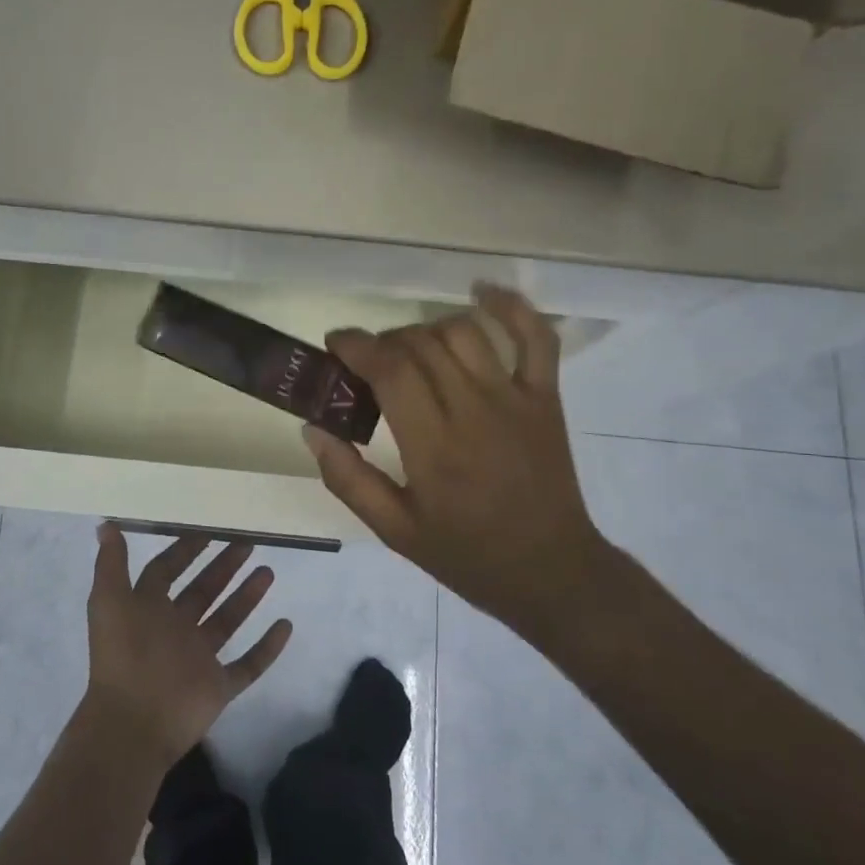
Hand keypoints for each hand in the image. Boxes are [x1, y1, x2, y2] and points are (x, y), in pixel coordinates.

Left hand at [82, 526, 293, 767]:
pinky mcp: (218, 686)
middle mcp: (174, 630)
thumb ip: (112, 563)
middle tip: (248, 543)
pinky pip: (248, 664)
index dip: (184, 550)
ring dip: (246, 597)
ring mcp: (198, 659)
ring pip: (227, 621)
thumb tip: (107, 524)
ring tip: (268, 572)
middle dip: (223, 567)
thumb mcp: (110, 600)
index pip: (166, 572)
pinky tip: (286, 625)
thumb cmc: (123, 654)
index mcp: (147, 609)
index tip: (209, 529)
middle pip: (202, 591)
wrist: (133, 722)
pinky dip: (267, 647)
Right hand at [301, 283, 610, 631]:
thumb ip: (349, 480)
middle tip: (368, 362)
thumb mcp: (394, 531)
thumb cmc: (467, 555)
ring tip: (412, 349)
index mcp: (434, 447)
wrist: (551, 572)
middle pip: (421, 345)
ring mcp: (516, 399)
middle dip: (384, 341)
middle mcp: (474, 411)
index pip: (391, 370)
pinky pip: (536, 337)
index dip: (357, 345)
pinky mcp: (546, 398)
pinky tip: (481, 292)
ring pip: (464, 332)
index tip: (336, 343)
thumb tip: (313, 428)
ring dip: (428, 329)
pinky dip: (512, 306)